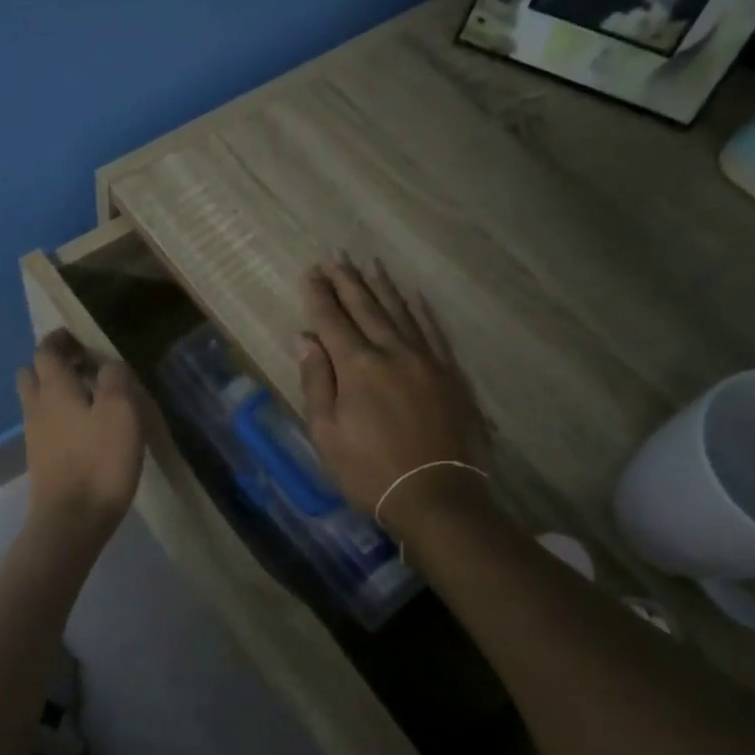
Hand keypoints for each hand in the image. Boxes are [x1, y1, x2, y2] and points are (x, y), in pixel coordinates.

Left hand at [17, 331, 145, 543]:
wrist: (71, 521)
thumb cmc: (99, 461)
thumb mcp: (120, 411)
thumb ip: (115, 379)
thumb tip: (109, 365)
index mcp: (54, 388)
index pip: (46, 351)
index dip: (60, 340)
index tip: (79, 338)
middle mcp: (37, 407)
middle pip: (33, 374)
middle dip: (53, 364)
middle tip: (82, 366)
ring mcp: (35, 436)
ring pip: (37, 401)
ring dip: (55, 391)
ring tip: (88, 397)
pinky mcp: (41, 460)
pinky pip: (44, 425)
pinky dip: (59, 417)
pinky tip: (84, 429)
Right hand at [297, 259, 492, 533]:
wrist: (437, 496)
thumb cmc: (369, 470)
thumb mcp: (327, 432)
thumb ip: (317, 381)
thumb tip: (304, 340)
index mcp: (357, 366)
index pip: (332, 320)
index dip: (318, 295)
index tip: (310, 273)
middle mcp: (392, 352)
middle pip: (366, 307)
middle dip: (347, 281)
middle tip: (335, 257)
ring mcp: (426, 360)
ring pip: (400, 312)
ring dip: (382, 287)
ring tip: (369, 265)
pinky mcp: (450, 374)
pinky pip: (433, 331)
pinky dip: (420, 310)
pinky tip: (413, 296)